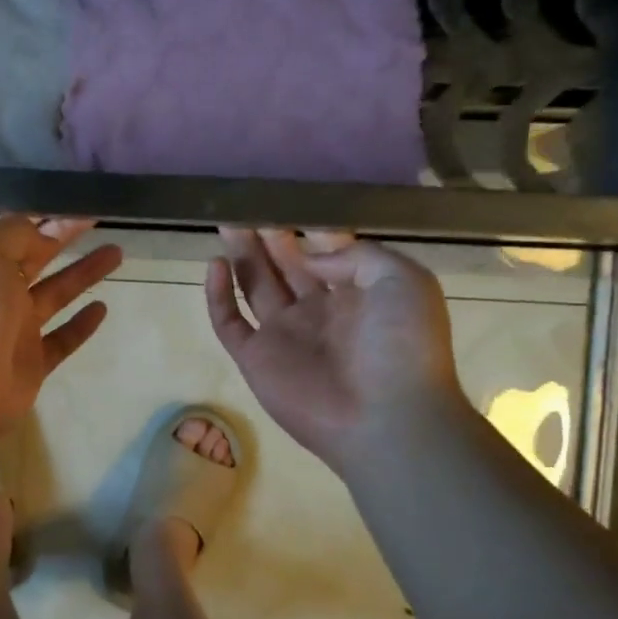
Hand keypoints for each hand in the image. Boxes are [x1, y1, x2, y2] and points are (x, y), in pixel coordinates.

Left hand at [0, 215, 123, 439]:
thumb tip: (40, 234)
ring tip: (117, 252)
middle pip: (35, 257)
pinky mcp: (32, 362)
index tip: (71, 199)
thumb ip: (14, 231)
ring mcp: (13, 329)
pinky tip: (103, 307)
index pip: (8, 231)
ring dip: (83, 273)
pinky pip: (62, 339)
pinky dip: (81, 324)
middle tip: (98, 216)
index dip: (38, 213)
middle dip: (64, 235)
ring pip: (54, 294)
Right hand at [206, 228, 460, 468]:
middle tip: (246, 205)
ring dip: (242, 255)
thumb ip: (357, 255)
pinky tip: (215, 265)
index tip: (286, 201)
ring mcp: (284, 335)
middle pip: (285, 265)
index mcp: (357, 293)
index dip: (306, 228)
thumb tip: (309, 254)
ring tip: (226, 222)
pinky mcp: (255, 358)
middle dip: (268, 236)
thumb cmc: (402, 345)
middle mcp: (317, 310)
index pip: (325, 253)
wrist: (385, 417)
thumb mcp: (402, 280)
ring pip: (255, 286)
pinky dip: (218, 296)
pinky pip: (228, 322)